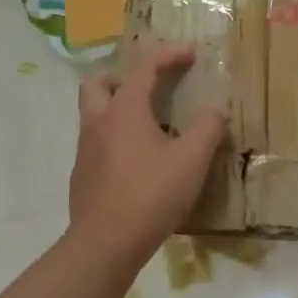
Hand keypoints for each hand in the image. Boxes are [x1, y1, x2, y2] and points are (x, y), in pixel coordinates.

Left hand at [67, 43, 226, 279]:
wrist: (104, 244)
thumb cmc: (150, 195)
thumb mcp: (191, 160)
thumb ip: (207, 129)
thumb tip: (215, 111)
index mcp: (124, 110)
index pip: (144, 68)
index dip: (168, 55)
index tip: (191, 52)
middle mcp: (99, 122)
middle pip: (99, 83)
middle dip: (124, 77)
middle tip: (150, 89)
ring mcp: (85, 149)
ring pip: (94, 113)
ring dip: (118, 108)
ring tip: (151, 126)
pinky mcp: (83, 175)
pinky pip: (97, 142)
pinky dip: (116, 138)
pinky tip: (139, 162)